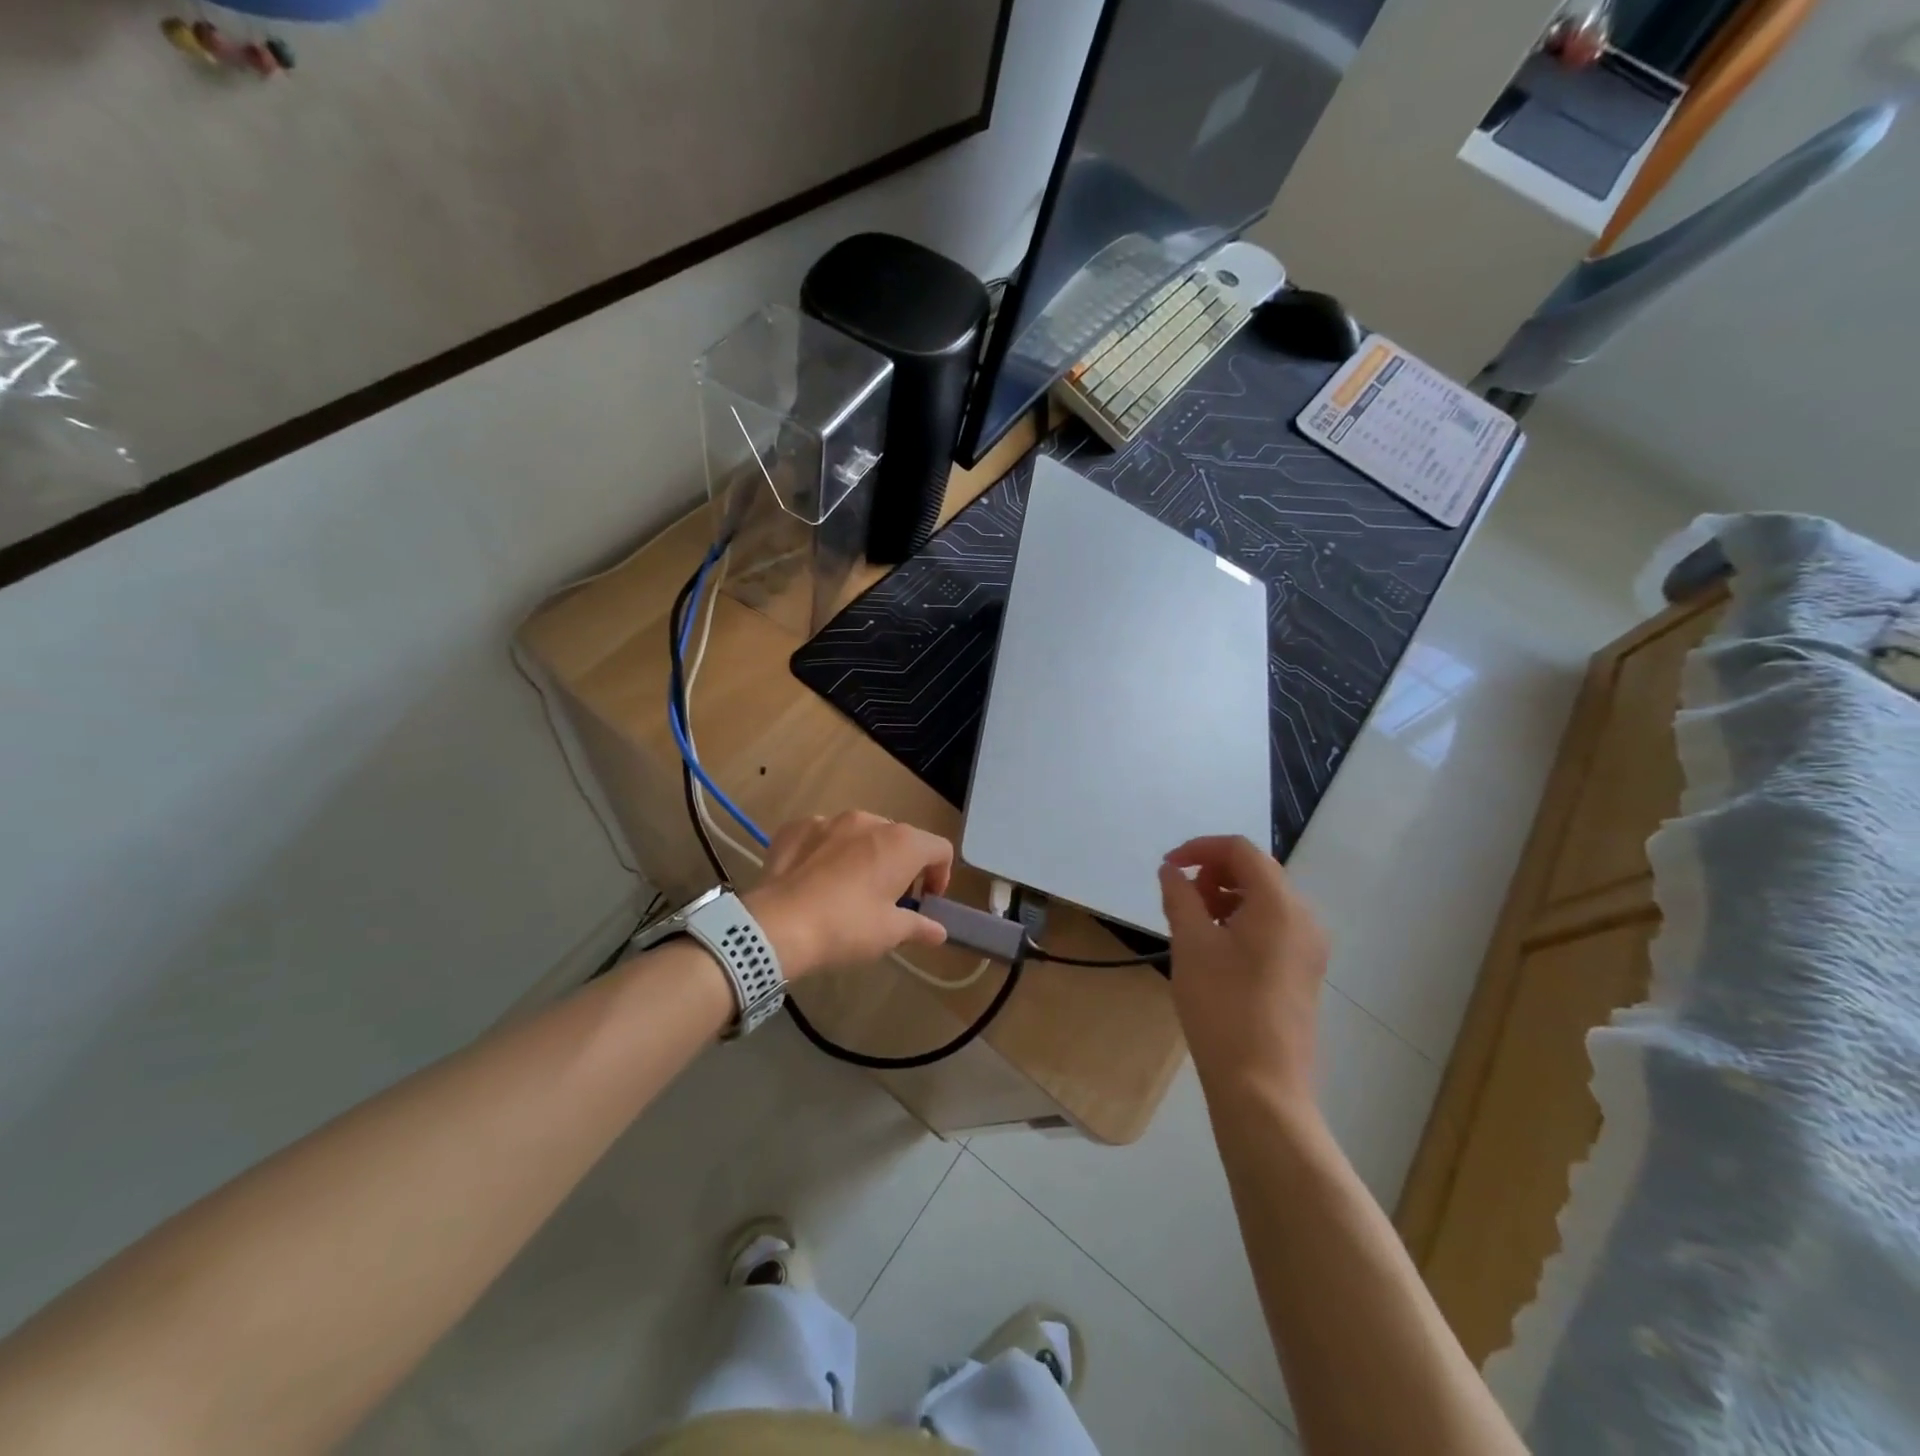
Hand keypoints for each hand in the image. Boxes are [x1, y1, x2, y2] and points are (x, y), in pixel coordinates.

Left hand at [743, 811, 953, 978]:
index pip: (939, 849)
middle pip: (900, 838)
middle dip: (901, 866)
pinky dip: (827, 852)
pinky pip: (822, 835)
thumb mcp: (889, 933)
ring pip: (860, 833)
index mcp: (901, 843)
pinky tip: (816, 880)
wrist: (776, 926)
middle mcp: (869, 821)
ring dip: (865, 855)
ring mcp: (830, 820)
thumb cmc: (846, 927)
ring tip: (849, 889)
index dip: (941, 875)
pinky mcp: (797, 827)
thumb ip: (919, 926)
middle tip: (889, 900)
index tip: (926, 901)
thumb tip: (939, 931)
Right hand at [1159, 836, 1328, 1110]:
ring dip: (1225, 897)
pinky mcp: (1305, 971)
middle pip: (1256, 871)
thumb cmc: (1222, 1006)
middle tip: (1180, 899)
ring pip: (1264, 900)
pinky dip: (1241, 921)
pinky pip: (1273, 926)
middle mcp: (1304, 918)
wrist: (1262, 1086)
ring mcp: (1310, 947)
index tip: (1167, 867)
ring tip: (1193, 925)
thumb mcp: (1191, 944)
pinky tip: (1215, 949)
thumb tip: (1172, 870)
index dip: (1200, 849)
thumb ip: (1179, 896)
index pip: (1240, 850)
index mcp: (1280, 904)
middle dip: (1213, 873)